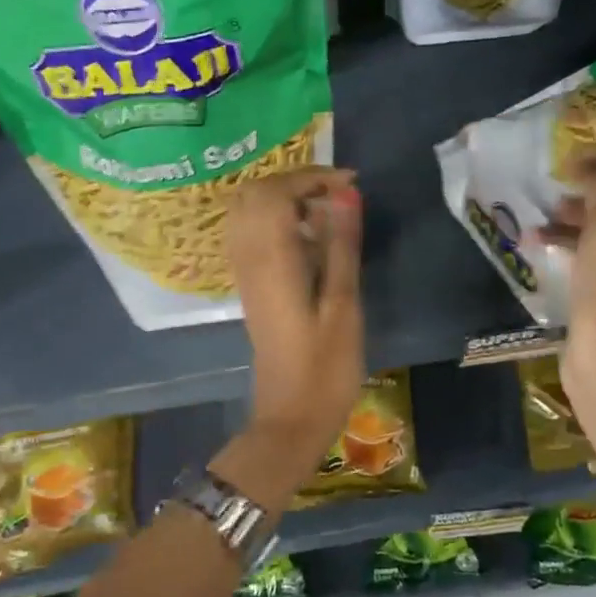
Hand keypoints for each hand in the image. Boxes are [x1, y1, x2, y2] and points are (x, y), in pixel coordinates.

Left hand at [227, 167, 365, 473]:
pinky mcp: (250, 285)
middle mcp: (248, 257)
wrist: (290, 419)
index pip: (275, 191)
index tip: (351, 185)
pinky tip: (308, 238)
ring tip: (326, 212)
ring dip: (284, 198)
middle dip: (295, 181)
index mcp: (271, 259)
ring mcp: (245, 272)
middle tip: (337, 195)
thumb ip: (341, 244)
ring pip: (248, 210)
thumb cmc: (325, 368)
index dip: (312, 177)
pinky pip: (251, 232)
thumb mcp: (344, 304)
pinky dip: (276, 219)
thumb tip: (346, 194)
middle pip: (254, 192)